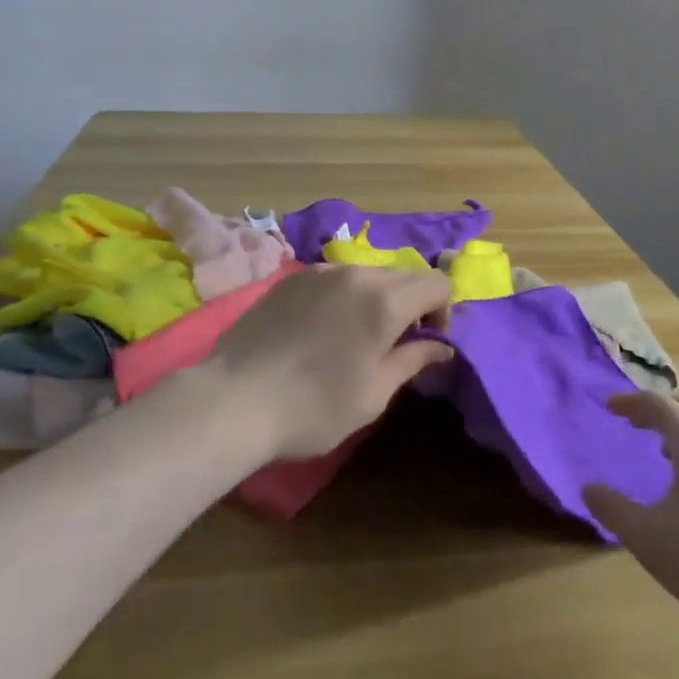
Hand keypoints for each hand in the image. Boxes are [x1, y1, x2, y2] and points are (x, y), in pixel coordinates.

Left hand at [205, 265, 452, 462]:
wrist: (234, 399)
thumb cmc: (314, 406)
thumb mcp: (374, 394)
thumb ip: (412, 360)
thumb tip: (442, 347)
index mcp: (384, 300)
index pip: (437, 283)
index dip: (443, 310)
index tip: (428, 341)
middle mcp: (356, 273)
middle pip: (404, 275)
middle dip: (413, 302)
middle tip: (397, 342)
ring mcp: (320, 271)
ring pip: (368, 273)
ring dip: (378, 297)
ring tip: (358, 336)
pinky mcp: (292, 278)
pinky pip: (335, 277)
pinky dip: (346, 295)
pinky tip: (324, 328)